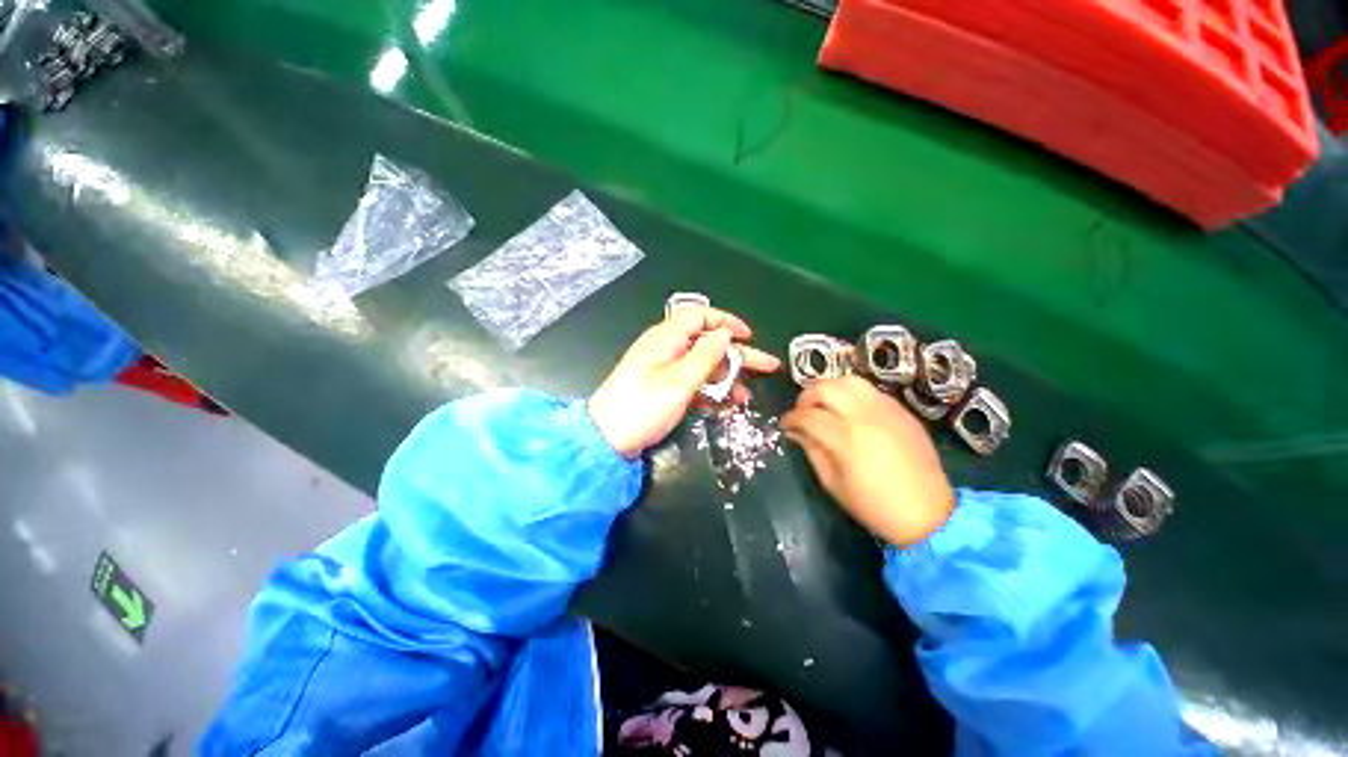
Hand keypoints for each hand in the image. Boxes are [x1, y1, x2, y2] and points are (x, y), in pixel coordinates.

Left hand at [589, 307, 780, 457]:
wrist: (607, 439)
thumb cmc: (642, 407)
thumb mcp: (678, 382)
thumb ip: (705, 356)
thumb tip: (725, 334)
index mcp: (666, 338)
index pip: (700, 316)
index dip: (727, 322)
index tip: (749, 337)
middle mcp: (666, 348)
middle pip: (708, 343)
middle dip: (738, 355)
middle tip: (768, 366)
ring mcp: (664, 369)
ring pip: (703, 366)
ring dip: (727, 378)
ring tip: (747, 396)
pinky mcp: (663, 388)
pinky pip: (693, 382)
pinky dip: (711, 391)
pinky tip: (727, 405)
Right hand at [782, 376, 954, 547]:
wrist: (928, 514)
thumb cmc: (874, 505)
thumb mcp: (832, 483)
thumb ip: (811, 450)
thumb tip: (795, 431)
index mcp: (845, 437)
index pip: (807, 415)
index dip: (791, 418)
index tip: (785, 425)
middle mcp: (865, 415)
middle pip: (825, 387)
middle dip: (806, 397)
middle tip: (803, 412)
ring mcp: (887, 409)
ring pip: (849, 381)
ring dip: (830, 389)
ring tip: (825, 406)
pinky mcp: (902, 411)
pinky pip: (871, 391)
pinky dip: (853, 395)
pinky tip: (850, 411)